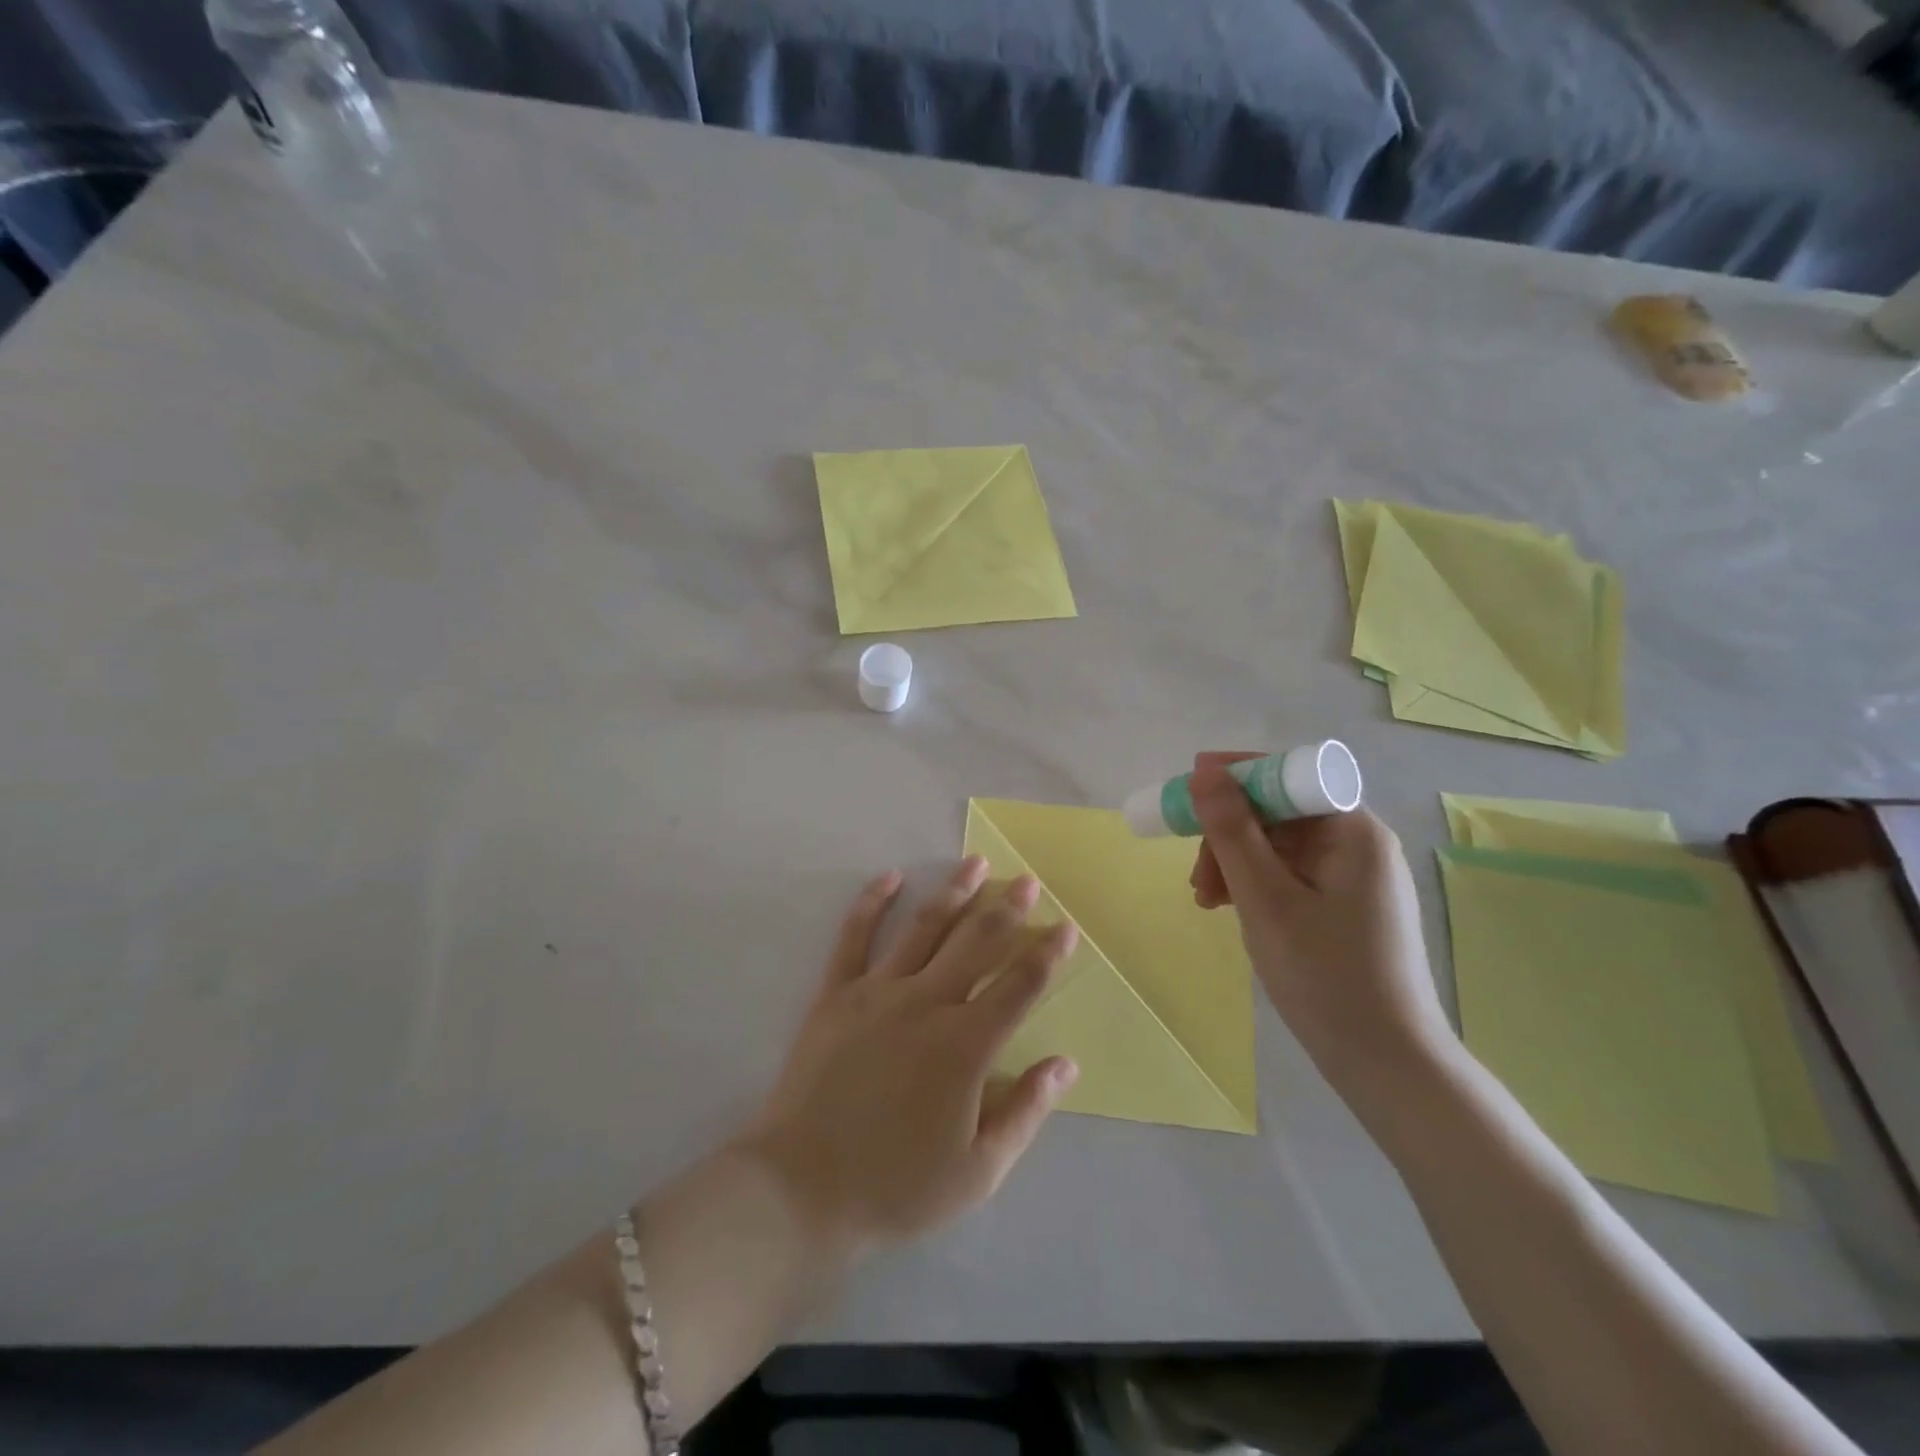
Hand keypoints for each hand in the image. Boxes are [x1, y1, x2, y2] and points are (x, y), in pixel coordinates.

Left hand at [734, 858, 1079, 1258]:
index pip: (1018, 987)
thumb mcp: (977, 1171)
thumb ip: (1025, 1112)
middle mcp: (926, 1003)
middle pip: (976, 943)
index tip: (1066, 927)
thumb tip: (1065, 1063)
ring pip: (924, 928)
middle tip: (1026, 881)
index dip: (1046, 954)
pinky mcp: (835, 993)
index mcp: (965, 1045)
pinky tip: (891, 877)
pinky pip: (855, 937)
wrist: (801, 1188)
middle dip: (1006, 909)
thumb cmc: (895, 1186)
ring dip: (954, 893)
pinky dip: (872, 902)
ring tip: (975, 863)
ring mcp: (877, 992)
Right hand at [1188, 753, 1454, 1090]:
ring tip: (1205, 901)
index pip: (1287, 775)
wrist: (1386, 1063)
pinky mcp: (1345, 904)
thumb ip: (1232, 830)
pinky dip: (1254, 884)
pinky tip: (1228, 908)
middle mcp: (1358, 842)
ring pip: (1278, 845)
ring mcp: (1353, 875)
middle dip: (1228, 834)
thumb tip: (1204, 772)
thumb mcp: (1265, 899)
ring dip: (1234, 862)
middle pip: (1279, 812)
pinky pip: (1289, 874)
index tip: (1187, 793)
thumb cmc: (1325, 975)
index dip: (1235, 777)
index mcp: (1353, 830)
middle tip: (1195, 875)